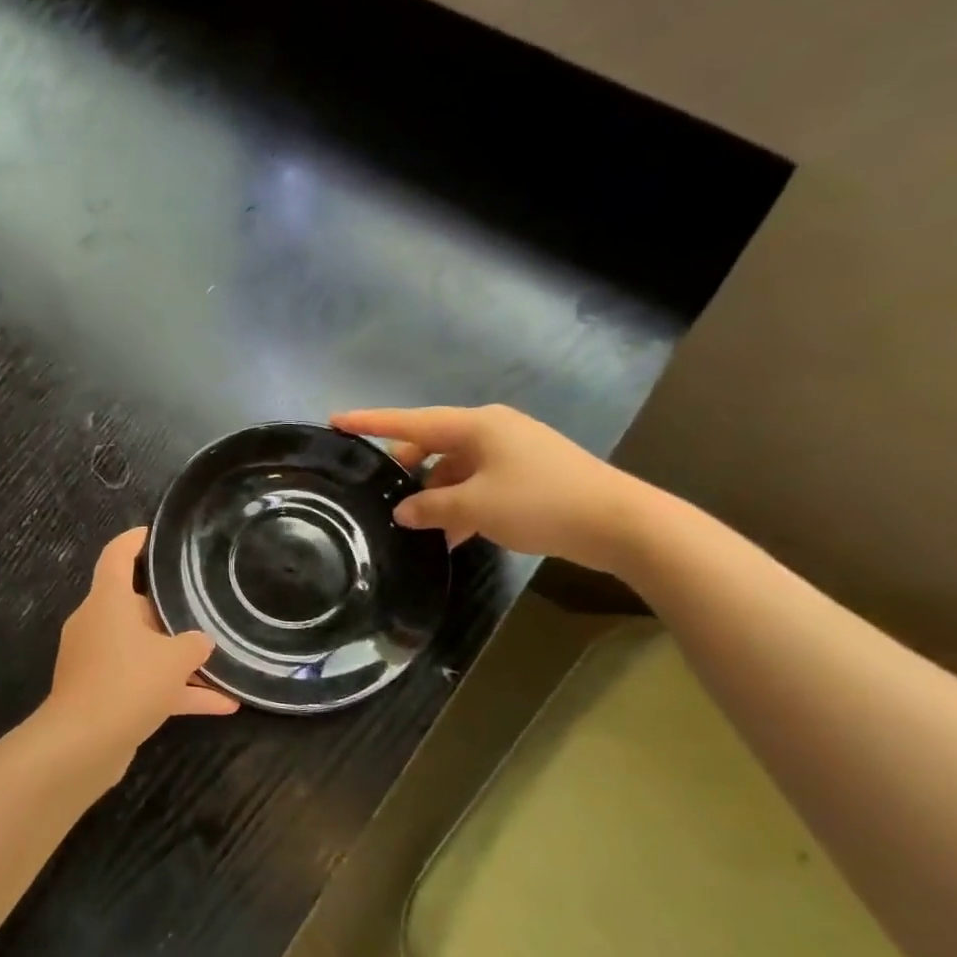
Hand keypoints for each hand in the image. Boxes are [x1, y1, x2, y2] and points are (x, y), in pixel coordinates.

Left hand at [47, 528, 238, 759]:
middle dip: (170, 613)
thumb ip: (193, 644)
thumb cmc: (127, 682)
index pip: (116, 555)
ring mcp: (97, 661)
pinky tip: (221, 705)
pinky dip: (174, 690)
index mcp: (106, 601)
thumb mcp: (173, 659)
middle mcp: (97, 624)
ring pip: (143, 650)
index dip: (134, 540)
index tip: (154, 534)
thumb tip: (200, 642)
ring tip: (222, 665)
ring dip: (179, 660)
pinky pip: (142, 682)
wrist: (82, 743)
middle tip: (204, 608)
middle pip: (134, 606)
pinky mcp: (102, 694)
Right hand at [330, 404, 654, 574]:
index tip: (336, 419)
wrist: (621, 523)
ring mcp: (513, 453)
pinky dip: (462, 506)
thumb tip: (402, 511)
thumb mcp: (474, 507)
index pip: (411, 421)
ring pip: (456, 470)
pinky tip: (453, 537)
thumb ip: (429, 508)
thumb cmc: (540, 503)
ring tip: (418, 529)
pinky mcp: (528, 476)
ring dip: (436, 497)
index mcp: (477, 426)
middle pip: (433, 445)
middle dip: (407, 470)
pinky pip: (479, 485)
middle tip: (381, 493)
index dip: (371, 421)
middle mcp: (493, 431)